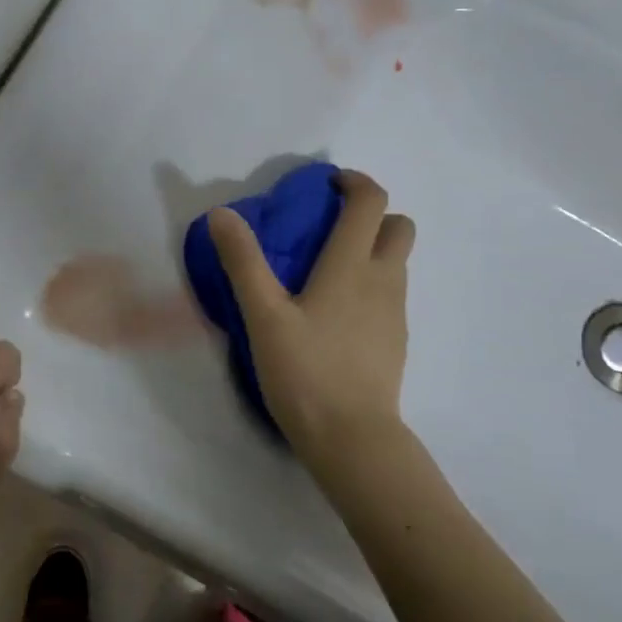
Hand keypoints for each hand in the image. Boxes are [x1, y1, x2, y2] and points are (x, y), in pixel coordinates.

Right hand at [207, 170, 414, 453]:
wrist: (353, 439)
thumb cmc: (306, 372)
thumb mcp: (264, 317)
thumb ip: (243, 262)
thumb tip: (222, 213)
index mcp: (352, 266)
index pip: (370, 203)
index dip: (354, 182)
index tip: (327, 184)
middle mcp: (384, 281)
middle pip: (398, 228)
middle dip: (372, 215)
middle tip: (330, 228)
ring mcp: (395, 313)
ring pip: (396, 263)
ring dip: (371, 251)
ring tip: (325, 272)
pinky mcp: (395, 342)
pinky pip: (389, 296)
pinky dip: (371, 286)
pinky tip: (335, 315)